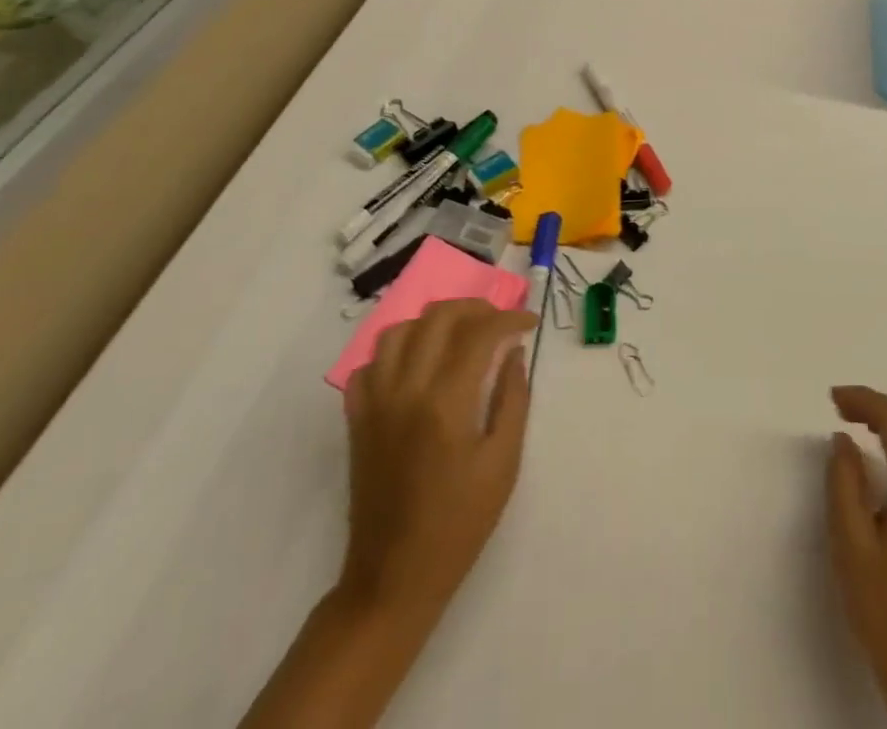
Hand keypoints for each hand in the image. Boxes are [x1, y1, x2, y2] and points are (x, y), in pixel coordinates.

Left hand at [338, 299, 537, 632]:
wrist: (393, 578)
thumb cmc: (459, 524)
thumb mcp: (503, 463)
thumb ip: (512, 399)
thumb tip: (513, 352)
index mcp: (446, 402)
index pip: (480, 333)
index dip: (509, 318)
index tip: (529, 323)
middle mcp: (406, 390)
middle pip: (438, 317)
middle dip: (475, 308)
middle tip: (498, 322)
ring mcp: (375, 402)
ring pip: (399, 330)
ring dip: (433, 322)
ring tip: (458, 335)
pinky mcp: (357, 418)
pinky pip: (370, 364)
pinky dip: (396, 352)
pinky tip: (417, 365)